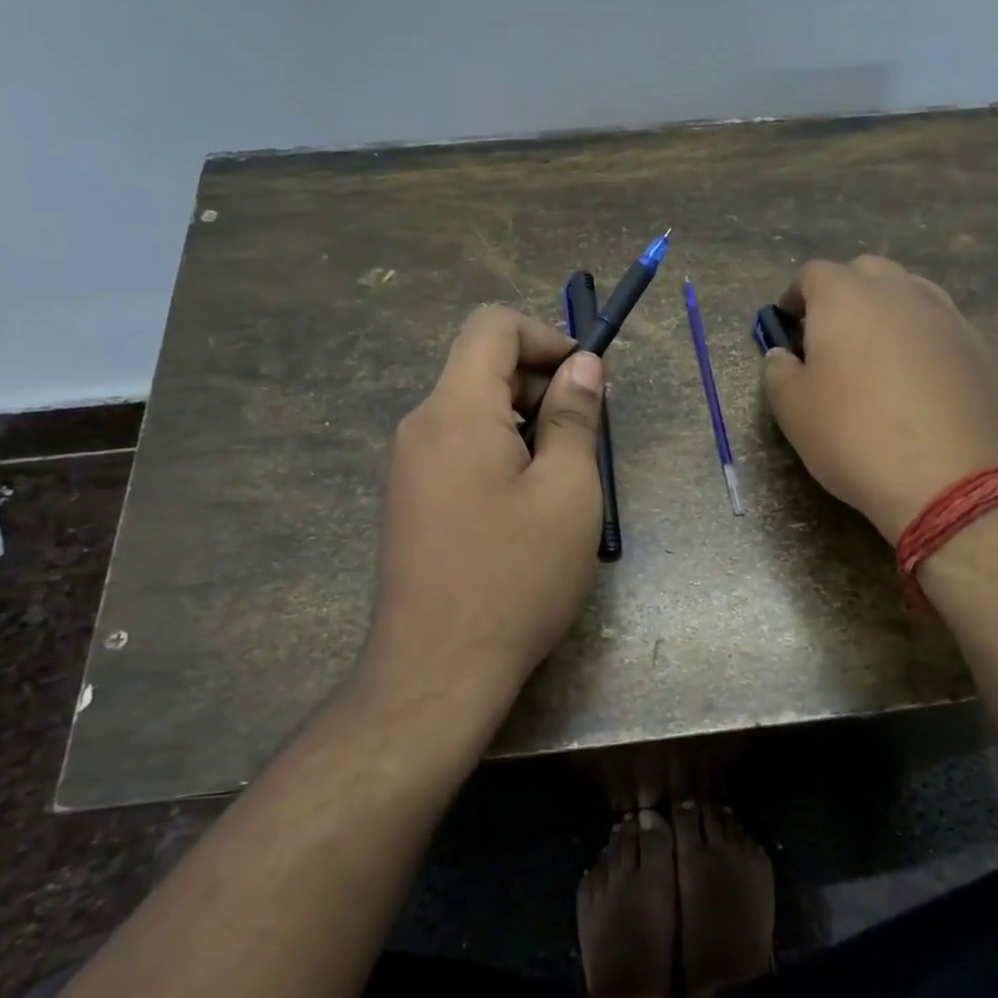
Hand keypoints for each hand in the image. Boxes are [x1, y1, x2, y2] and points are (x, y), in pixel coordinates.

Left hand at [366, 306, 604, 721]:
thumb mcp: (567, 491)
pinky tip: (529, 512)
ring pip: (475, 413)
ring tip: (565, 484)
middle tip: (588, 441)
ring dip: (527, 427)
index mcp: (456, 410)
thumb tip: (582, 364)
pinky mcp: (411, 501)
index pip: (491, 326)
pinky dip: (502, 456)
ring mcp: (409, 466)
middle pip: (483, 369)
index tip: (585, 381)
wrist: (436, 671)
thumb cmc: (515, 576)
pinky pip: (461, 451)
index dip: (545, 336)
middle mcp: (422, 426)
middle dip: (542, 387)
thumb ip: (574, 417)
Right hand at [763, 256, 997, 542]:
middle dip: (843, 294)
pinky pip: (938, 327)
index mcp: (846, 297)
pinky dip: (919, 340)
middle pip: (866, 273)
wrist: (952, 477)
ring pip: (908, 294)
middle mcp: (899, 291)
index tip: (787, 324)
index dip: (795, 296)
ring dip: (885, 313)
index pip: (813, 274)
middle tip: (830, 336)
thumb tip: (783, 355)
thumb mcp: (793, 410)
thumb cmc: (854, 436)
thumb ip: (779, 372)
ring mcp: (946, 315)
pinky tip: (915, 381)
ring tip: (874, 356)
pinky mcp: (979, 346)